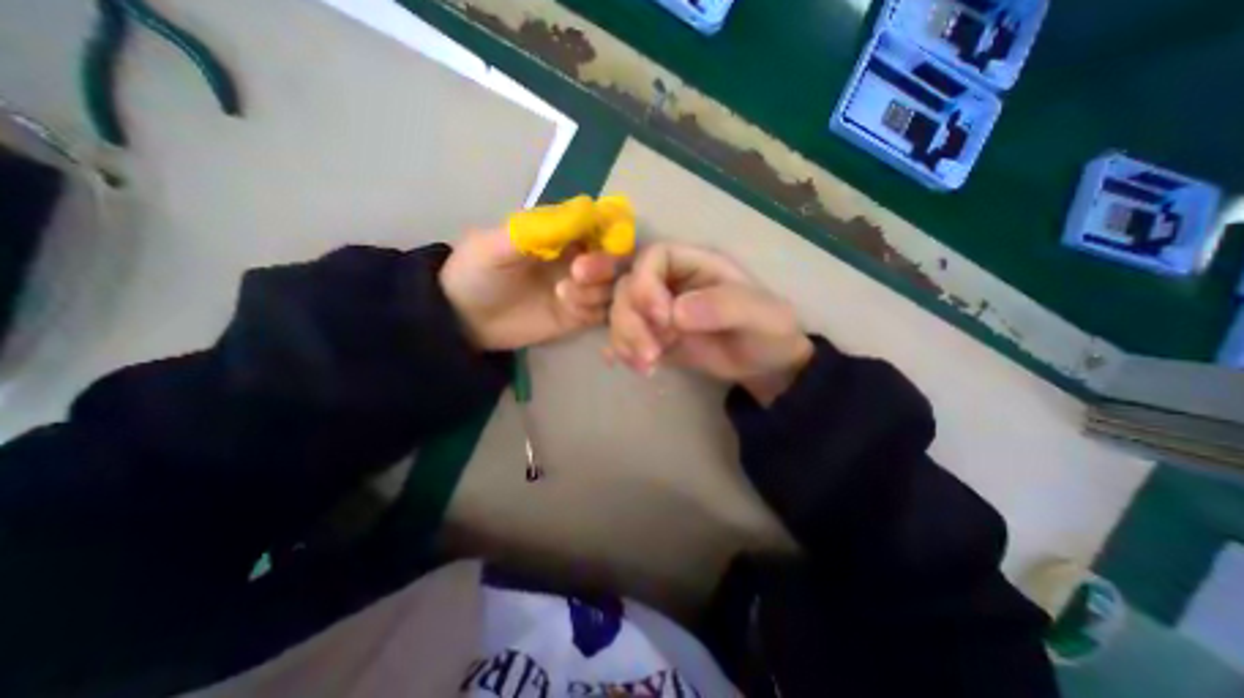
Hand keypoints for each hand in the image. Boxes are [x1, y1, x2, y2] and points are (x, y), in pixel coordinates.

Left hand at [442, 227, 626, 351]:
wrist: (466, 320)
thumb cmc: (476, 273)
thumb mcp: (496, 245)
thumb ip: (538, 230)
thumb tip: (585, 209)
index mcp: (562, 233)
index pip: (602, 226)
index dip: (611, 231)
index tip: (602, 242)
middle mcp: (579, 258)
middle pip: (617, 258)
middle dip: (605, 264)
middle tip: (577, 273)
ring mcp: (581, 289)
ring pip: (614, 287)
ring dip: (596, 290)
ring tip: (563, 296)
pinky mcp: (579, 315)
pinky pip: (603, 313)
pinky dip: (593, 310)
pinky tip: (569, 313)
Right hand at [606, 243, 817, 404]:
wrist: (764, 364)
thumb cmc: (768, 330)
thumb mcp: (759, 314)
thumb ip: (724, 306)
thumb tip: (675, 313)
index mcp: (695, 264)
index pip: (654, 257)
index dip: (646, 282)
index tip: (662, 317)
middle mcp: (671, 283)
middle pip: (628, 287)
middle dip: (631, 320)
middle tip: (651, 354)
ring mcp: (659, 310)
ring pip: (622, 313)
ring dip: (625, 338)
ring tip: (646, 366)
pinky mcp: (655, 335)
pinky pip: (626, 336)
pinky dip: (624, 350)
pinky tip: (636, 366)